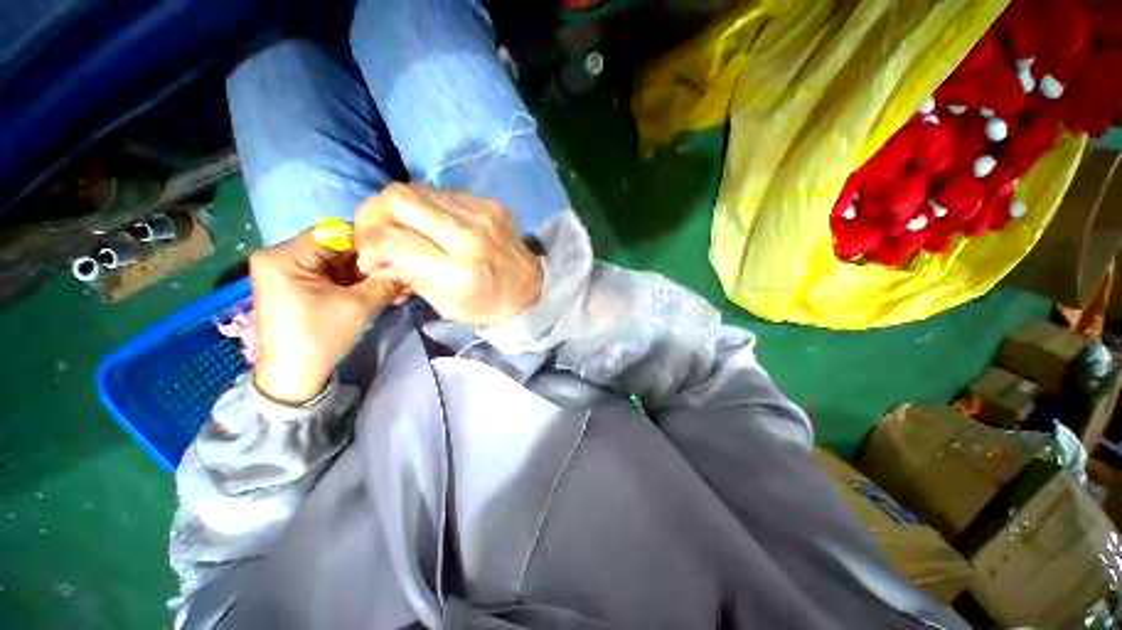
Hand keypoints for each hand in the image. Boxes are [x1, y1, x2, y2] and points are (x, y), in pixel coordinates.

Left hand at [250, 231, 398, 404]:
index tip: (398, 257)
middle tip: (402, 275)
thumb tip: (409, 266)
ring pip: (340, 264)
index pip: (336, 234)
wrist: (295, 376)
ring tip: (397, 287)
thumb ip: (385, 280)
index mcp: (284, 256)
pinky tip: (383, 292)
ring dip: (369, 276)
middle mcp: (282, 257)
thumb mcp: (358, 306)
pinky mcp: (299, 287)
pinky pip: (334, 277)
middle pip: (338, 249)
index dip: (370, 243)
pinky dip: (358, 284)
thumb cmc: (319, 337)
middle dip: (373, 264)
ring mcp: (290, 273)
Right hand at [353, 184, 542, 325]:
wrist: (532, 289)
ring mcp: (481, 213)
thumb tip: (376, 256)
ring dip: (398, 208)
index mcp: (460, 273)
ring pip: (416, 189)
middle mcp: (470, 236)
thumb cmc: (489, 306)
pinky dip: (425, 206)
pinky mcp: (489, 203)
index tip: (371, 259)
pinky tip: (430, 224)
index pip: (393, 240)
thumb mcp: (447, 307)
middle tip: (375, 234)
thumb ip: (409, 278)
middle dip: (372, 214)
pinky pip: (441, 192)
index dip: (370, 245)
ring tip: (401, 229)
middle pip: (398, 200)